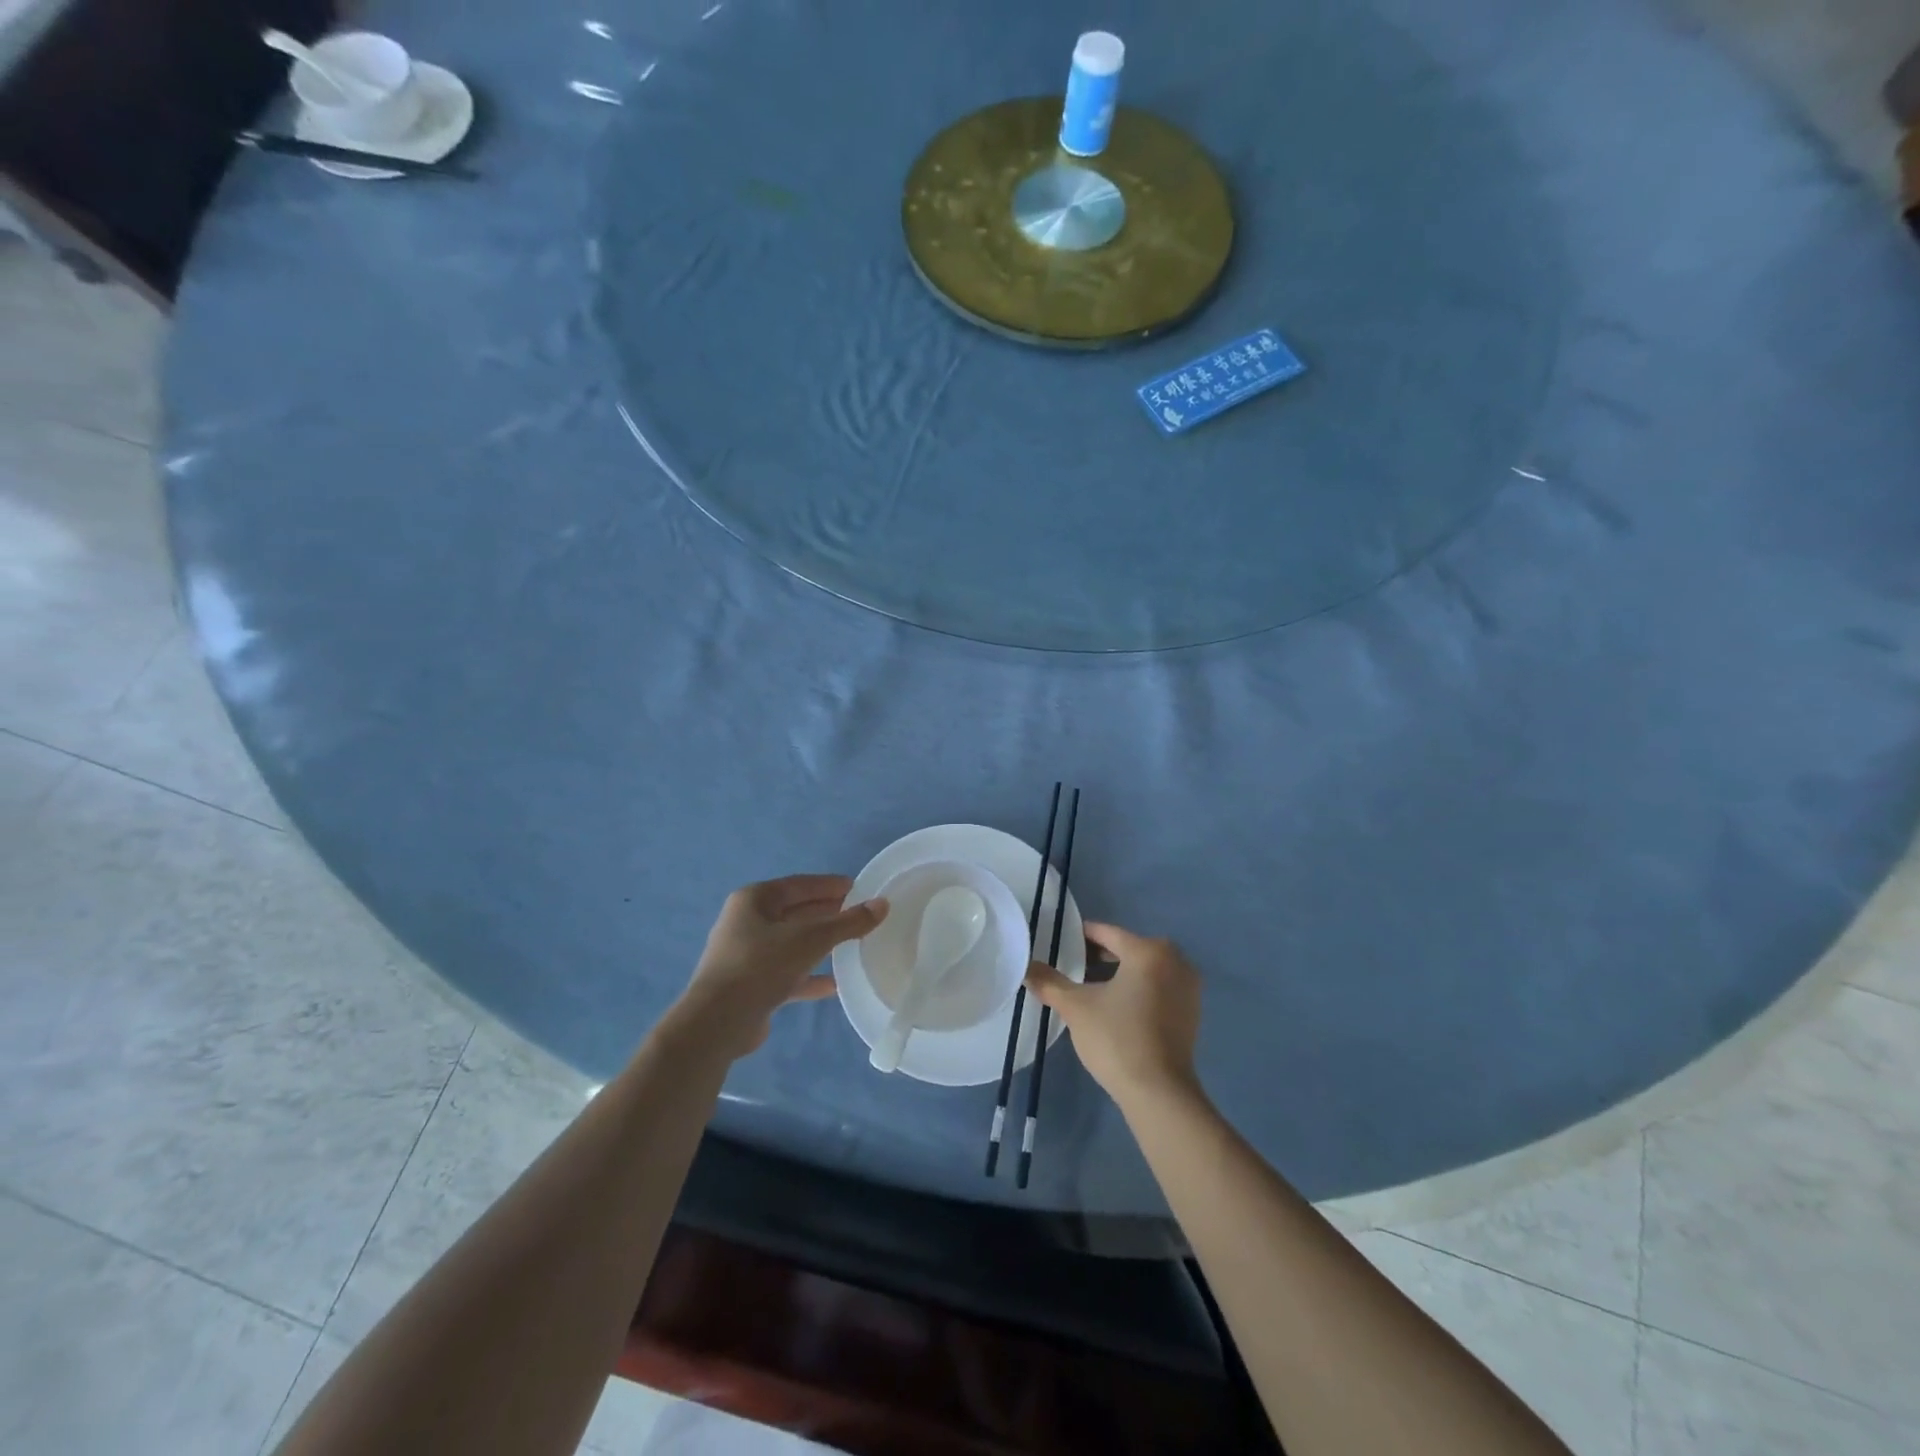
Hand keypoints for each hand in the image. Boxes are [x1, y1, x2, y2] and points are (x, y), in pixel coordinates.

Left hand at [674, 875, 888, 1058]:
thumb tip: (882, 904)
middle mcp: (747, 922)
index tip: (859, 888)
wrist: (717, 1023)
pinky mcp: (751, 984)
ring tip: (853, 944)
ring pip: (792, 943)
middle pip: (795, 912)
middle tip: (860, 915)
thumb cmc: (761, 966)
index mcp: (754, 900)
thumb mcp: (810, 939)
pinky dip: (809, 975)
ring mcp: (746, 955)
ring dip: (820, 944)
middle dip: (827, 913)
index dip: (830, 886)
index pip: (799, 885)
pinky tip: (834, 984)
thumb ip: (848, 922)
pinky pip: (787, 972)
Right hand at [1025, 921, 1201, 1105]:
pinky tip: (1114, 1007)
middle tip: (1068, 967)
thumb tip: (1026, 967)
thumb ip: (1050, 982)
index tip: (1057, 944)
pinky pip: (1157, 987)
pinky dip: (1136, 989)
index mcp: (1148, 951)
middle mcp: (1175, 960)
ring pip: (1143, 969)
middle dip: (1097, 957)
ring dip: (1117, 974)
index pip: (1106, 933)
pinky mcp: (1191, 1011)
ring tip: (1087, 987)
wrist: (1159, 1093)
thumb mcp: (1076, 1008)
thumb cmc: (1117, 1039)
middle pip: (1127, 948)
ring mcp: (1187, 986)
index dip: (1079, 937)